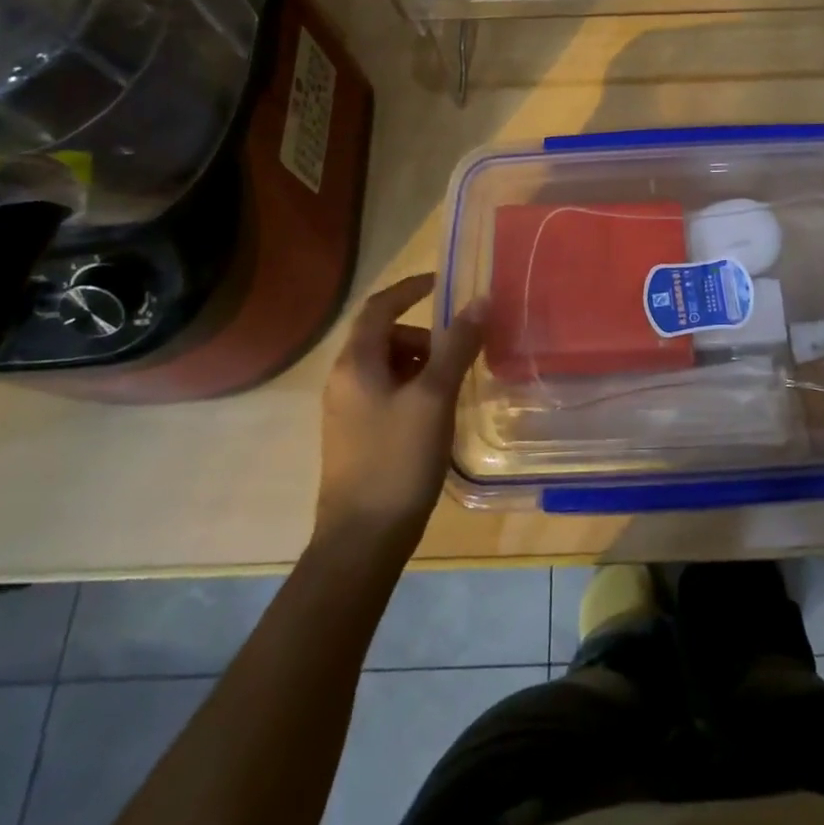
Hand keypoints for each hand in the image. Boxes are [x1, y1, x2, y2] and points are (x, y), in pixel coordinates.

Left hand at [315, 274, 483, 545]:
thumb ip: (456, 346)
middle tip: (458, 353)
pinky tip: (435, 416)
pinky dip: (412, 389)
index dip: (411, 288)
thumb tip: (479, 301)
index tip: (443, 283)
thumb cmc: (397, 460)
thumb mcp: (434, 397)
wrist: (361, 541)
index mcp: (356, 363)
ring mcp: (346, 411)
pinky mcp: (355, 436)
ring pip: (387, 367)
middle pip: (385, 336)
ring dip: (421, 364)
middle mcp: (344, 380)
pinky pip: (385, 393)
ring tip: (451, 388)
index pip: (380, 306)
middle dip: (424, 336)